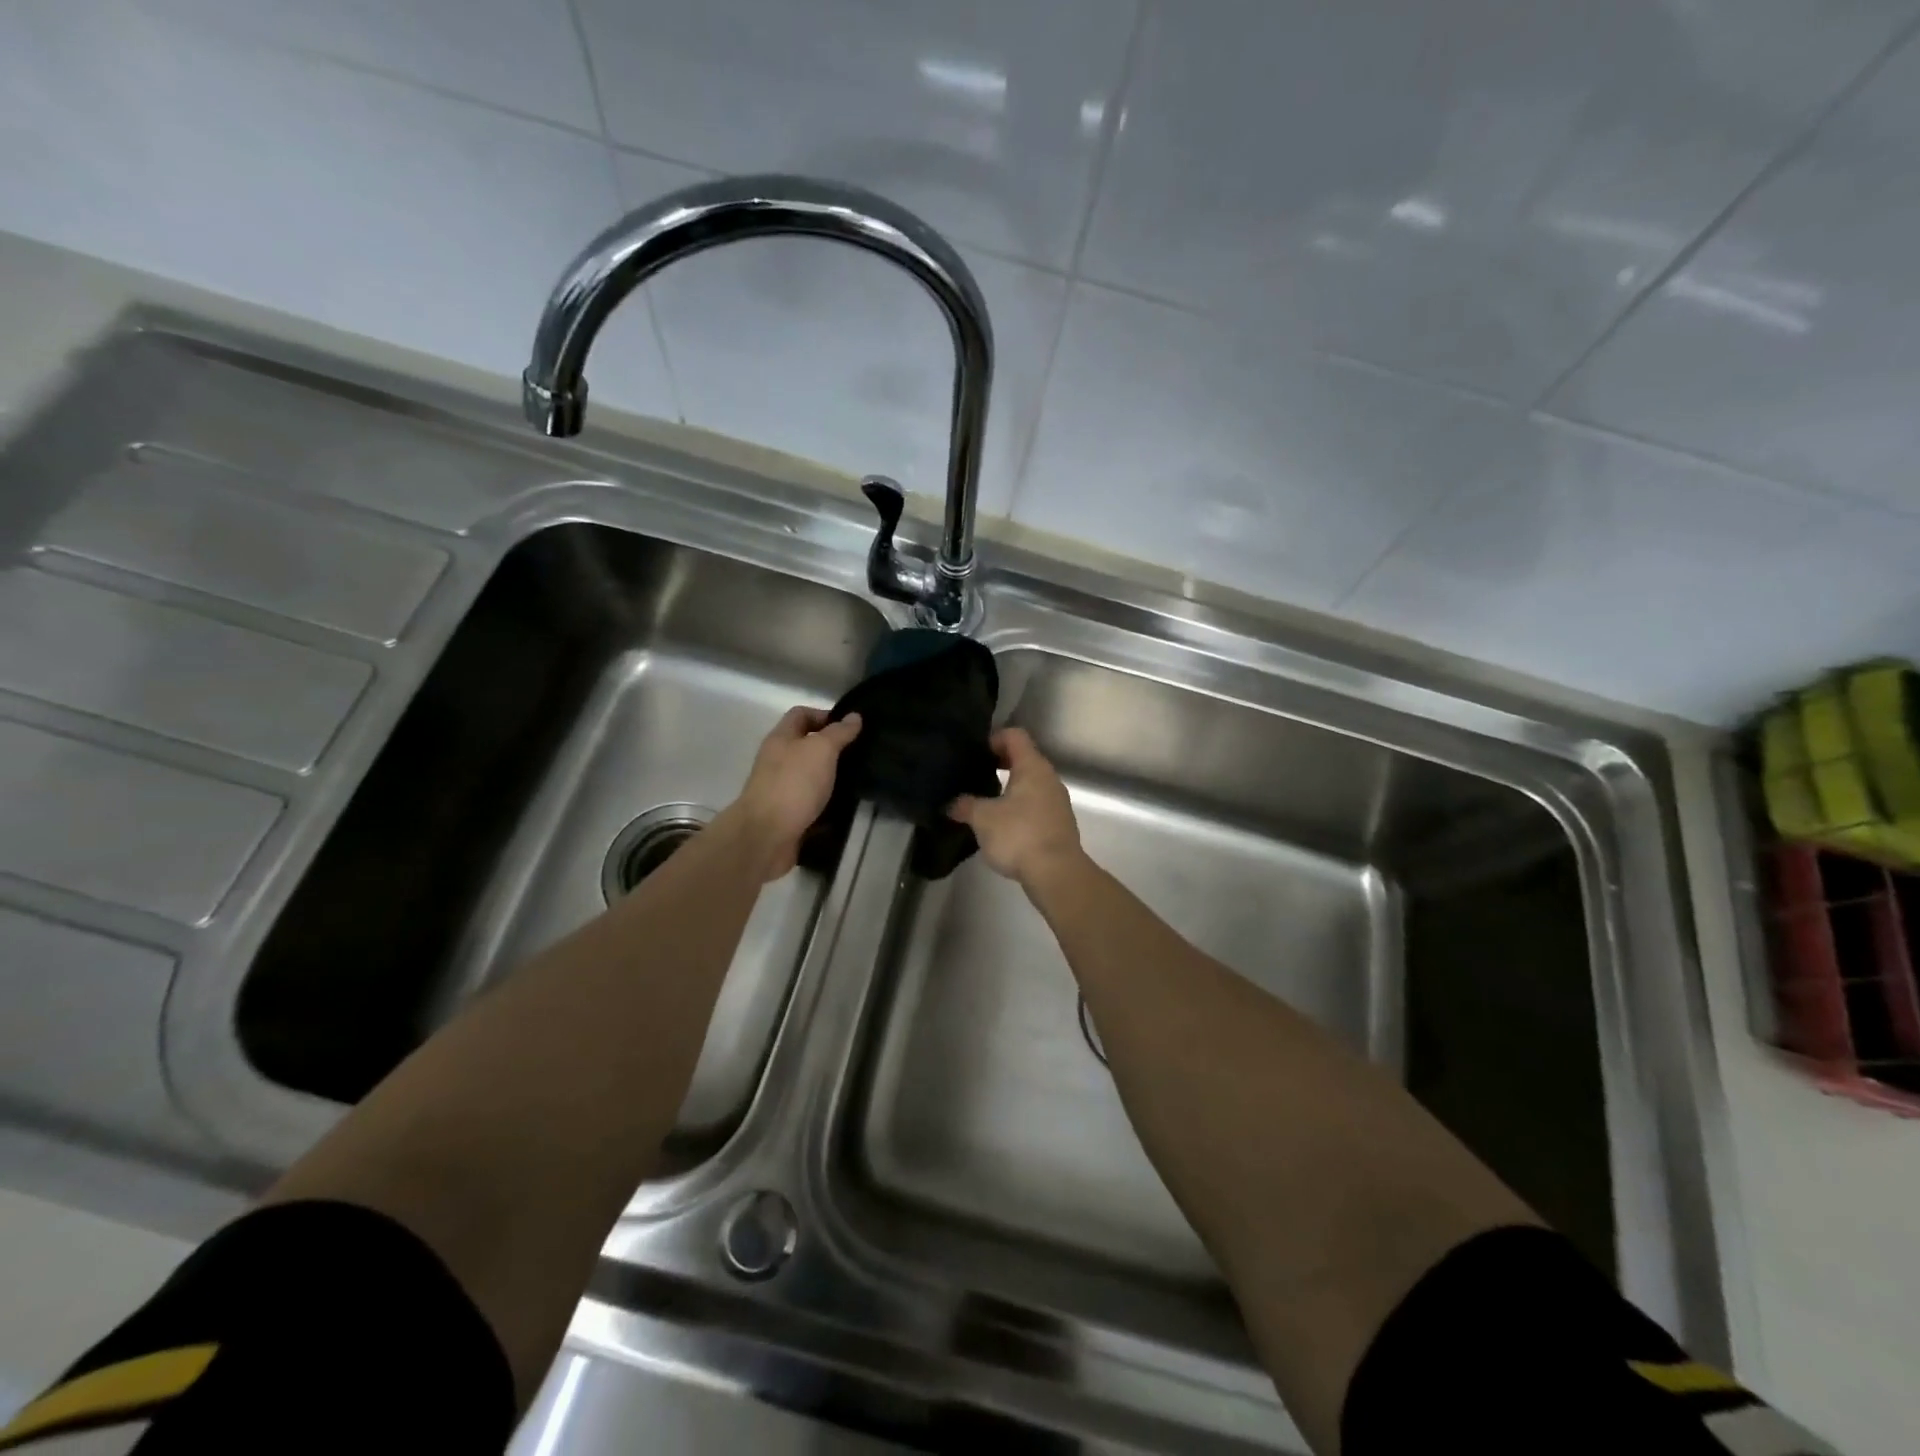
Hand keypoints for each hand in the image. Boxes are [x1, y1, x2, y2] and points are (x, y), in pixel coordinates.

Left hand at [728, 707, 860, 880]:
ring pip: (812, 776)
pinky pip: (813, 804)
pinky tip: (848, 806)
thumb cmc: (793, 784)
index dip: (824, 715)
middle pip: (806, 746)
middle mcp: (779, 761)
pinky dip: (829, 804)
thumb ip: (838, 733)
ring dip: (833, 778)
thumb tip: (854, 716)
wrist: (766, 836)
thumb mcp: (820, 750)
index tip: (851, 726)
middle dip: (833, 748)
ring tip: (861, 778)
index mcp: (781, 739)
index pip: (801, 715)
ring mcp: (782, 789)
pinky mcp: (790, 815)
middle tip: (862, 753)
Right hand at [949, 728, 1083, 887]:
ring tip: (985, 803)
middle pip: (1024, 759)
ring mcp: (1057, 802)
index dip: (994, 739)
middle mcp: (1049, 778)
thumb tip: (952, 804)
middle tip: (975, 776)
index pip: (1015, 736)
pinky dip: (1019, 808)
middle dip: (999, 765)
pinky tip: (1002, 826)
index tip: (975, 754)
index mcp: (1032, 767)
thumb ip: (965, 805)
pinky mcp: (1058, 824)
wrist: (1056, 873)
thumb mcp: (982, 818)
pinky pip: (1036, 805)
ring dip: (1009, 789)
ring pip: (1030, 784)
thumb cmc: (1018, 835)